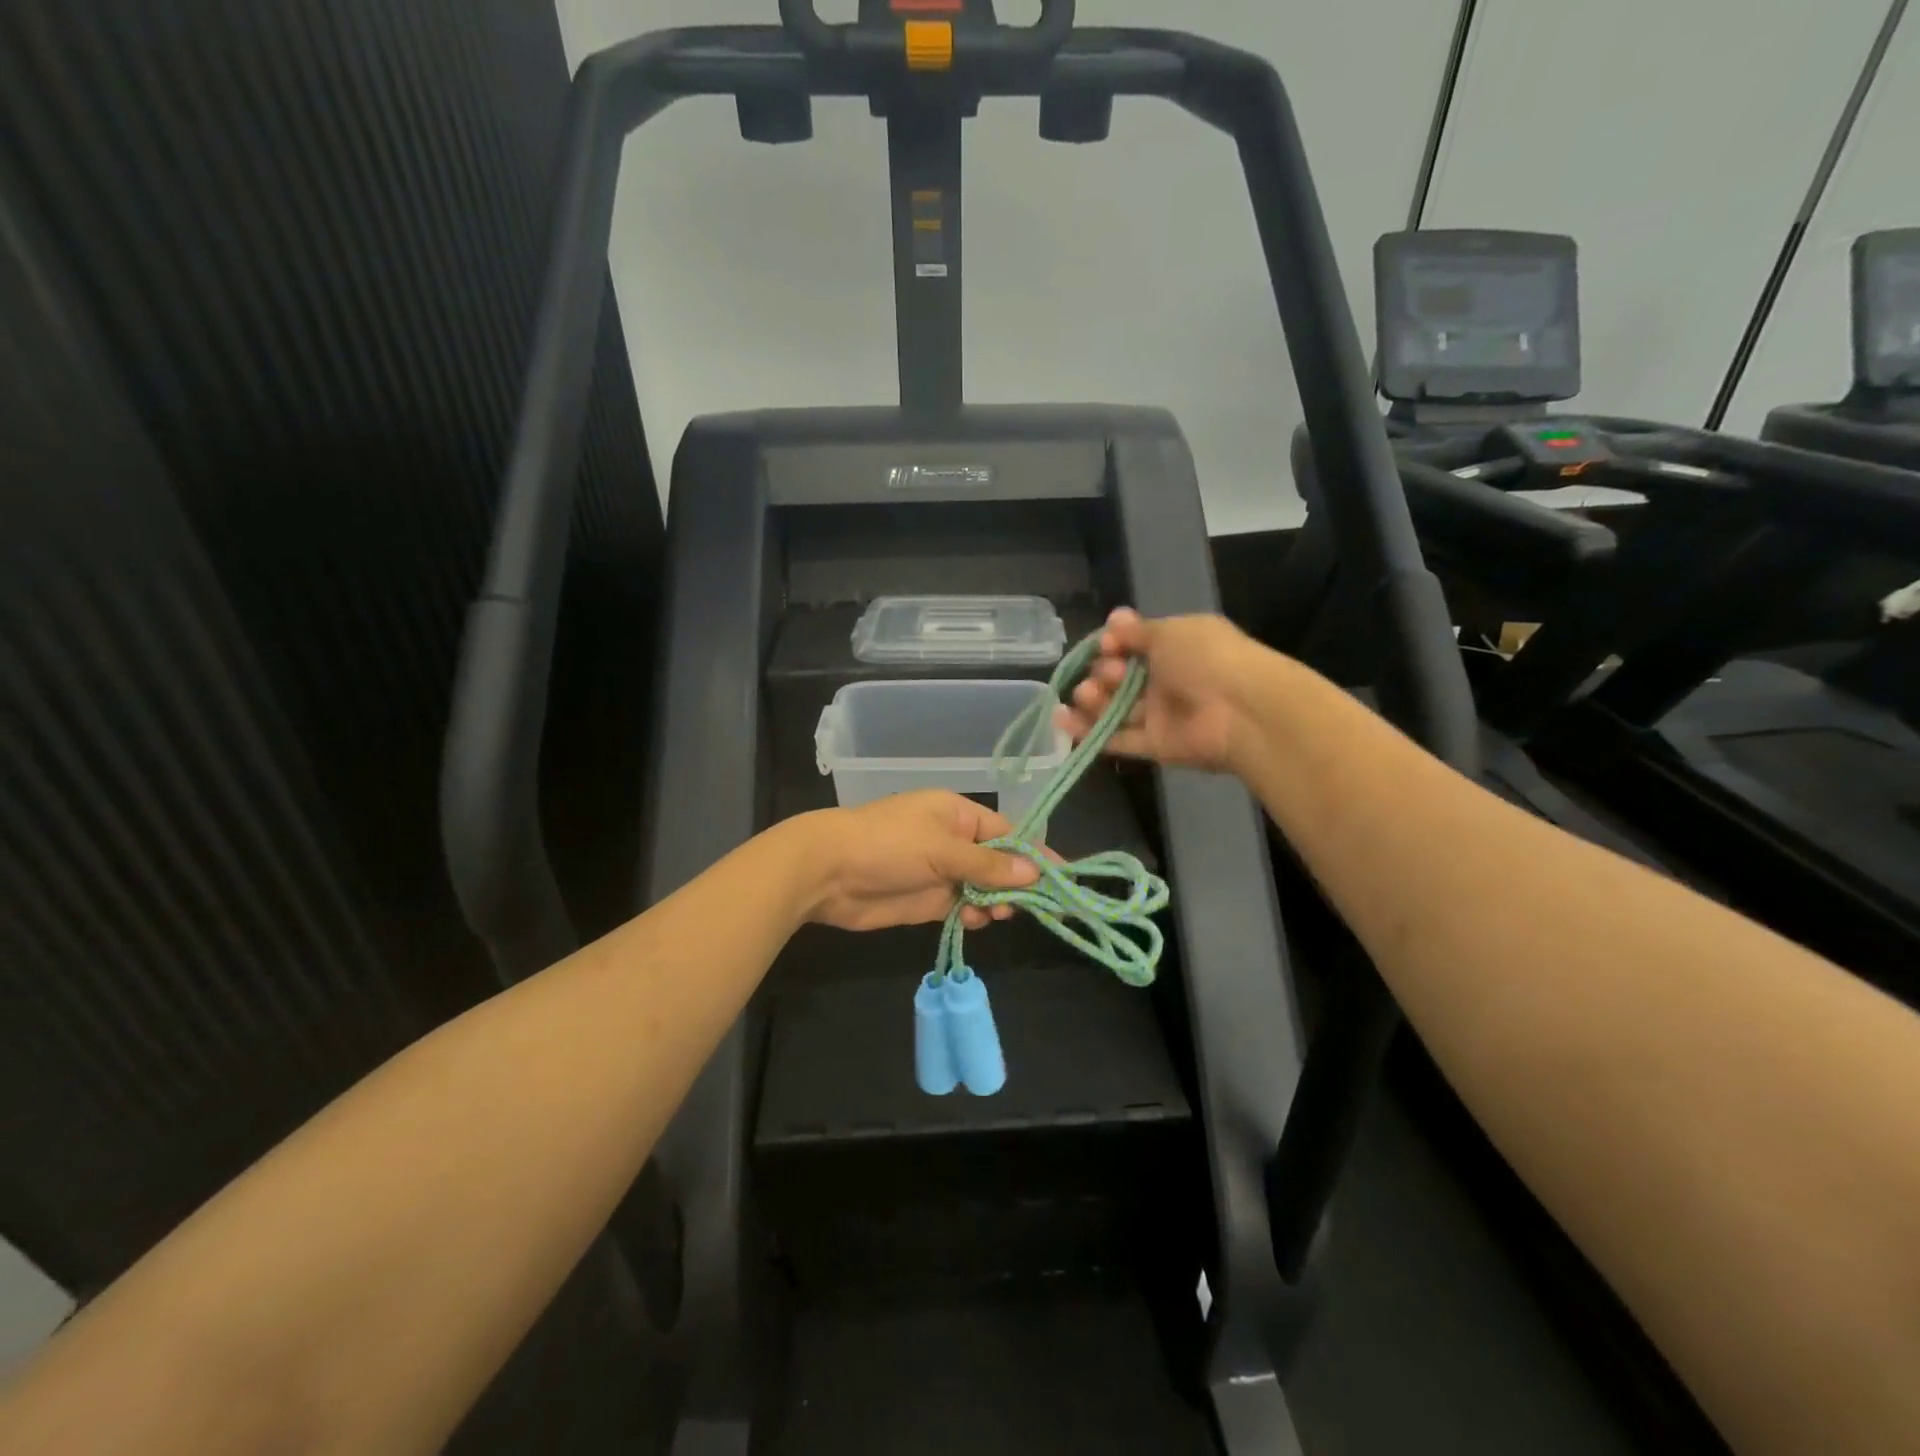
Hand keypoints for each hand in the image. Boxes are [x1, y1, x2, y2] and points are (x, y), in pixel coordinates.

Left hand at [797, 791, 1040, 932]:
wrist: (828, 872)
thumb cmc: (888, 845)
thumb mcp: (943, 849)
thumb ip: (988, 865)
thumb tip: (1034, 872)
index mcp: (957, 814)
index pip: (1007, 833)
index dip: (1035, 854)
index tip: (1063, 877)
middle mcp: (952, 840)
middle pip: (998, 863)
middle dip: (1016, 883)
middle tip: (1034, 906)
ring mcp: (939, 871)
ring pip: (982, 888)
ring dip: (995, 902)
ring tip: (1000, 914)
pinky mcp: (926, 900)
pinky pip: (961, 907)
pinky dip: (973, 915)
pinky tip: (975, 921)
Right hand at [1054, 608, 1259, 773]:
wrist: (1241, 710)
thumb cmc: (1207, 659)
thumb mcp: (1170, 632)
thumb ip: (1138, 631)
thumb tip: (1114, 619)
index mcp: (1177, 647)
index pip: (1134, 644)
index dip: (1114, 643)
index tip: (1106, 644)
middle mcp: (1168, 680)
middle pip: (1121, 677)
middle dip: (1104, 671)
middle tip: (1108, 673)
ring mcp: (1161, 715)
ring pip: (1116, 709)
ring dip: (1092, 699)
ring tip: (1084, 695)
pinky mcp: (1156, 746)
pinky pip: (1117, 739)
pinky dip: (1089, 731)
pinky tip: (1062, 720)